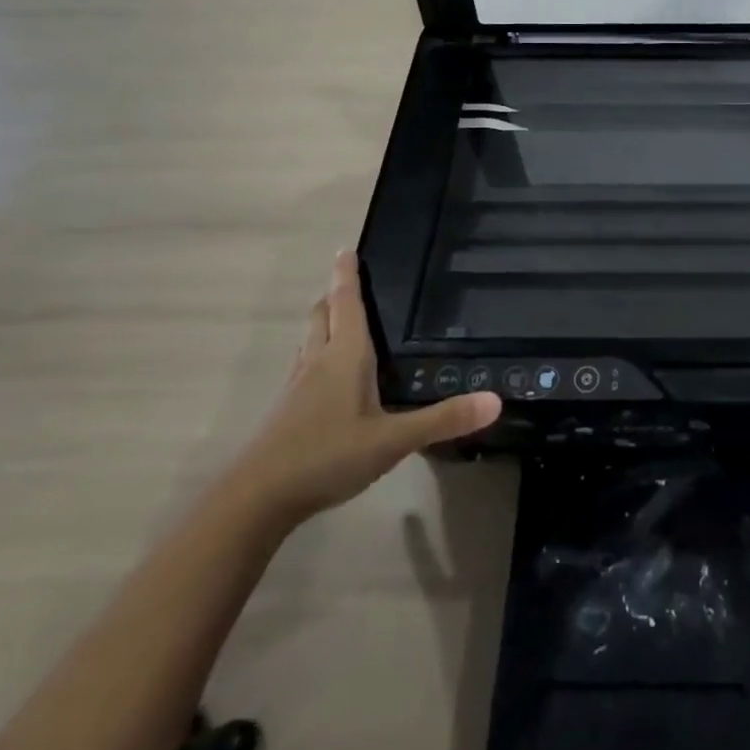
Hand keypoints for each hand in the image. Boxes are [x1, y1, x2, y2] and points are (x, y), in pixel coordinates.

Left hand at [225, 252, 500, 531]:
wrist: (255, 500)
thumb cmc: (326, 456)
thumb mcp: (392, 440)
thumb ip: (442, 420)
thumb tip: (495, 400)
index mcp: (344, 356)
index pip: (346, 302)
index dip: (347, 274)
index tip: (346, 248)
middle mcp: (317, 362)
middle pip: (322, 315)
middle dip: (334, 295)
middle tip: (350, 281)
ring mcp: (297, 388)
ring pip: (310, 341)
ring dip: (324, 323)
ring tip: (343, 320)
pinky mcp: (286, 412)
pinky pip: (305, 368)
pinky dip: (318, 355)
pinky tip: (331, 378)